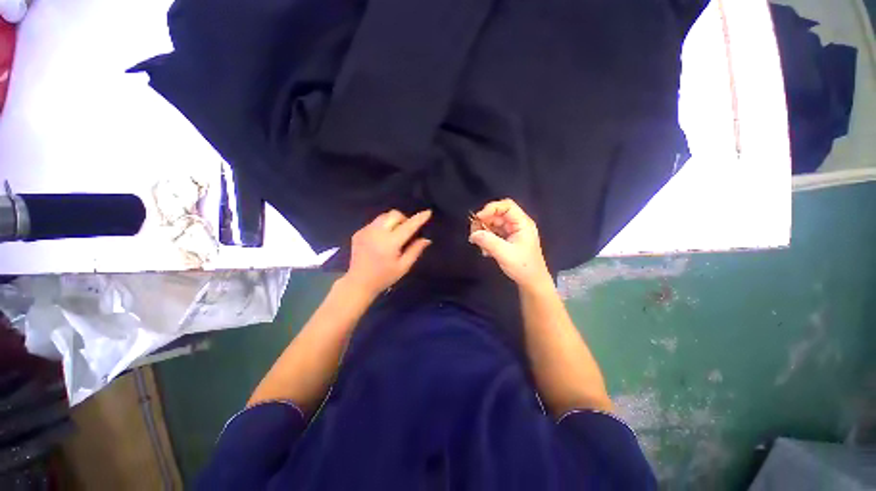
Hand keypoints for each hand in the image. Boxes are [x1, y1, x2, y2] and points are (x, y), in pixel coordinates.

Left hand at [344, 209, 431, 297]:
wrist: (358, 282)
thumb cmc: (384, 277)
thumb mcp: (403, 267)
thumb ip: (415, 250)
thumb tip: (426, 239)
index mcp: (389, 243)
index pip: (408, 226)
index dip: (419, 218)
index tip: (428, 212)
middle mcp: (377, 233)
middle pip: (394, 215)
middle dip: (404, 219)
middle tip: (407, 231)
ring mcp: (366, 231)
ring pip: (384, 216)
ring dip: (393, 221)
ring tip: (394, 235)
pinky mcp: (359, 232)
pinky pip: (375, 222)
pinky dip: (383, 226)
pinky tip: (381, 240)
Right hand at [469, 199, 551, 289]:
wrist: (532, 282)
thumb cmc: (523, 267)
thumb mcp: (505, 254)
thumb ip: (488, 242)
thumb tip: (473, 234)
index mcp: (522, 223)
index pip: (507, 206)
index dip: (491, 208)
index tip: (478, 218)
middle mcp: (517, 225)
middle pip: (497, 214)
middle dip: (484, 222)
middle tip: (474, 233)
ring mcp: (512, 232)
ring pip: (494, 224)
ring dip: (483, 232)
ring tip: (478, 244)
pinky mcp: (507, 240)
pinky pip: (493, 234)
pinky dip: (486, 239)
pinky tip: (485, 251)